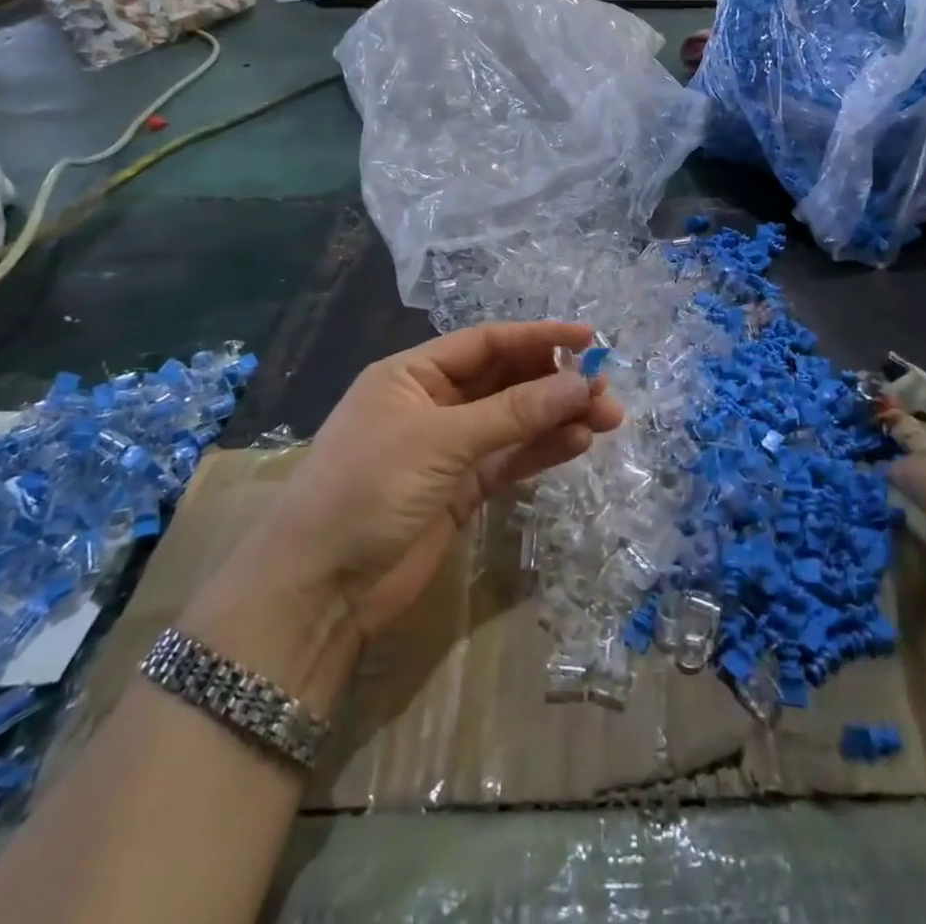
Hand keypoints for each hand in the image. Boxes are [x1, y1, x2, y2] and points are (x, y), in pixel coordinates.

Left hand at [267, 321, 623, 640]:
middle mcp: (432, 404)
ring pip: (514, 421)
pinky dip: (542, 450)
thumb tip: (580, 383)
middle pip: (505, 380)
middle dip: (555, 381)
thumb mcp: (442, 441)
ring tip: (607, 418)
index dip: (539, 336)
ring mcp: (448, 449)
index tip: (590, 337)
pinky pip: (510, 459)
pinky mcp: (461, 490)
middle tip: (605, 388)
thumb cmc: (369, 488)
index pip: (486, 343)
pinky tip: (578, 443)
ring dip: (557, 416)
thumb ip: (514, 412)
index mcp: (412, 374)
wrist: (319, 589)